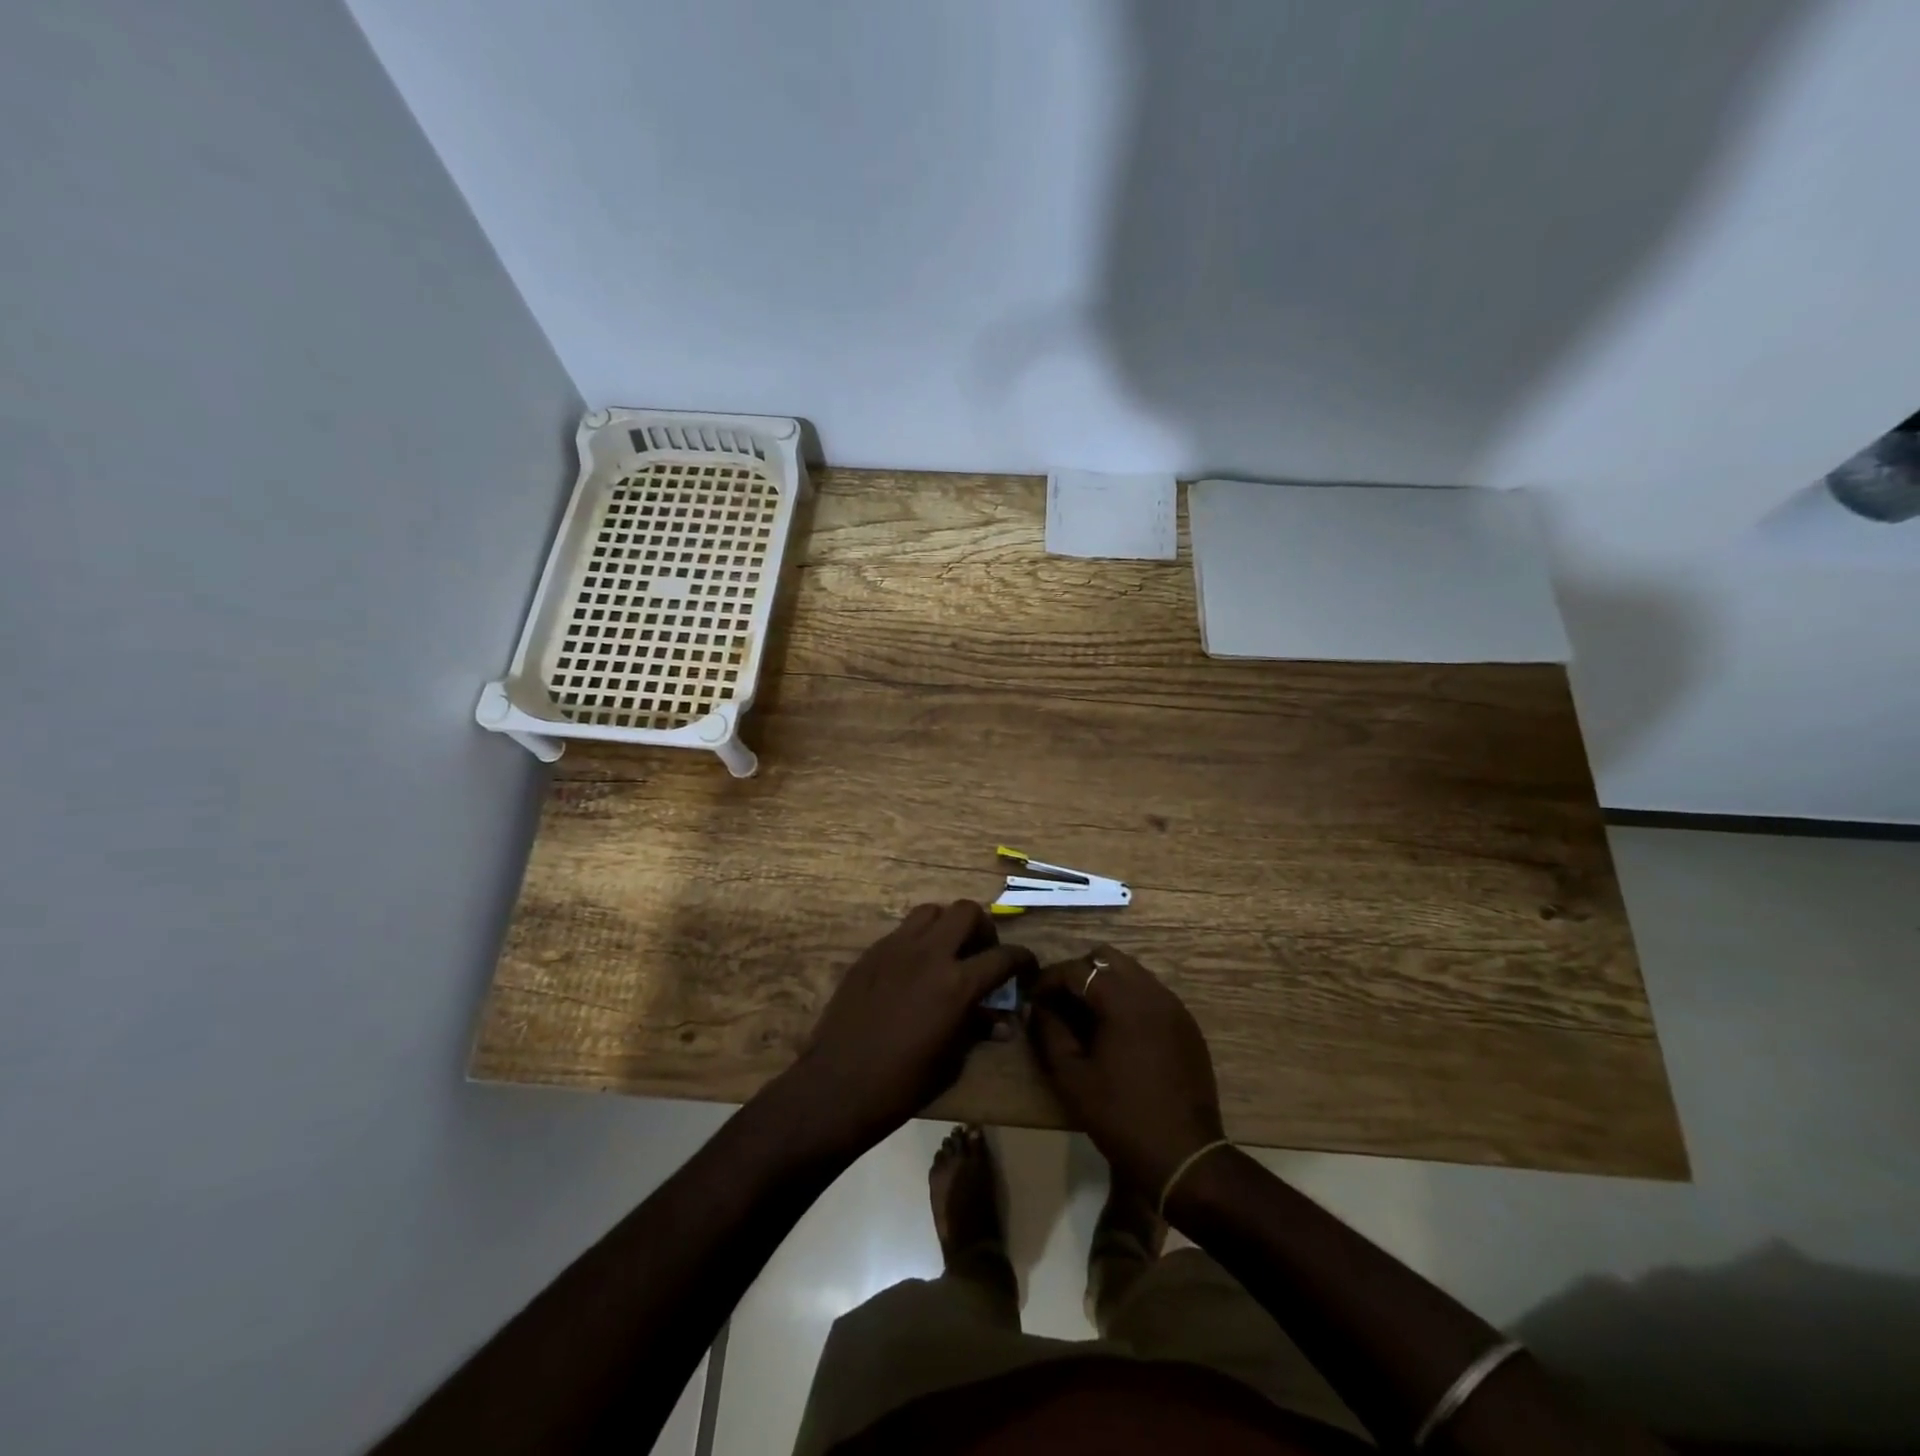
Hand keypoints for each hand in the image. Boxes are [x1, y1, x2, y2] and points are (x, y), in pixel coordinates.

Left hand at [773, 902, 1035, 1159]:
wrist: (837, 1085)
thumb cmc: (902, 1084)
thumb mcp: (952, 1061)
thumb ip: (978, 1029)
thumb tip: (1002, 1021)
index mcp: (957, 984)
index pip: (1003, 956)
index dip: (1022, 959)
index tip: (1026, 967)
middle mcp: (929, 954)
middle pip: (967, 911)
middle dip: (982, 928)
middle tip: (981, 952)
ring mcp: (896, 948)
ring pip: (931, 911)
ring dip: (946, 925)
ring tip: (947, 953)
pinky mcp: (871, 953)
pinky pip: (902, 931)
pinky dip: (917, 940)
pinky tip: (913, 969)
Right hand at [1026, 946, 1225, 1191]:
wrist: (1184, 1157)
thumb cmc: (1120, 1116)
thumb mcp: (1072, 1077)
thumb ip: (1049, 1032)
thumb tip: (1038, 1007)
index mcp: (1123, 1000)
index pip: (1077, 969)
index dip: (1049, 980)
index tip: (1032, 999)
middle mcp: (1152, 992)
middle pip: (1107, 958)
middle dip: (1078, 973)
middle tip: (1060, 1003)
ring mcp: (1174, 1007)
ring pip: (1132, 973)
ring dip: (1105, 984)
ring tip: (1086, 1017)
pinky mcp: (1187, 1025)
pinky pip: (1151, 994)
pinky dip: (1128, 1000)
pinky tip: (1117, 1033)